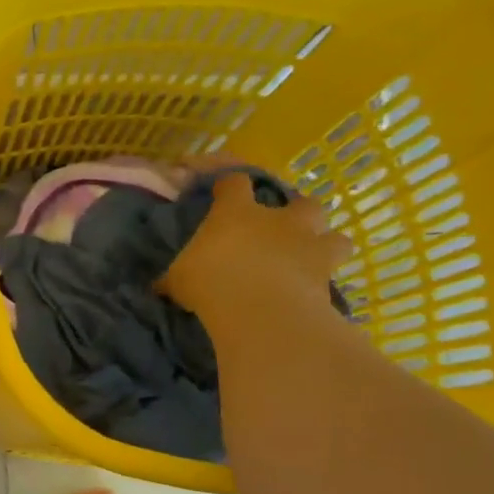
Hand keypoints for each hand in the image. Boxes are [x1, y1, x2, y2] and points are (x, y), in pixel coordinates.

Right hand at [160, 169, 352, 323]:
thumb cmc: (211, 282)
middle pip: (300, 202)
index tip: (221, 192)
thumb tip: (159, 284)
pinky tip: (310, 292)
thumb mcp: (178, 279)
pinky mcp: (329, 278)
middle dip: (295, 212)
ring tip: (309, 258)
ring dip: (324, 244)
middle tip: (282, 227)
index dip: (229, 185)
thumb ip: (175, 276)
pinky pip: (333, 275)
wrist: (261, 312)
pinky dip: (324, 282)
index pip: (235, 182)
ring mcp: (310, 247)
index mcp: (237, 212)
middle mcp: (279, 221)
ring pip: (334, 236)